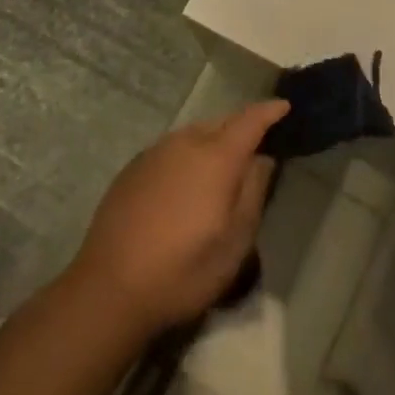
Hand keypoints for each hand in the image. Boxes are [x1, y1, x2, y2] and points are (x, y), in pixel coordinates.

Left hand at [67, 100, 288, 335]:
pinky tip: (185, 185)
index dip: (269, 111)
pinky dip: (188, 156)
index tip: (284, 107)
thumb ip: (253, 193)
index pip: (250, 120)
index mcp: (216, 157)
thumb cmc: (183, 270)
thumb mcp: (235, 243)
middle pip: (221, 123)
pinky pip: (172, 150)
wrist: (109, 287)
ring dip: (213, 142)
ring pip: (194, 134)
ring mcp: (156, 152)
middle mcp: (186, 142)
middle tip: (256, 145)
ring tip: (221, 167)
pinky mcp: (134, 167)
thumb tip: (262, 160)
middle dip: (241, 128)